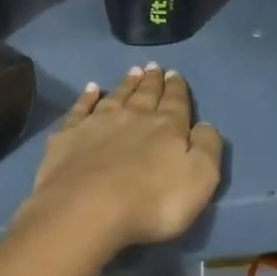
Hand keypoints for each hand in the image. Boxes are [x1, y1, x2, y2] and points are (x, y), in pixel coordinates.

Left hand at [14, 64, 223, 259]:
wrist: (87, 208)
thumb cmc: (151, 202)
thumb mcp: (199, 180)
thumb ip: (207, 148)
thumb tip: (205, 125)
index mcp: (166, 128)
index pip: (175, 103)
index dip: (177, 89)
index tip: (175, 74)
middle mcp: (133, 117)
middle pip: (146, 95)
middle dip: (153, 81)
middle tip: (155, 67)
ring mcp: (98, 123)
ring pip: (116, 96)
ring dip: (127, 84)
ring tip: (133, 71)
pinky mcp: (69, 134)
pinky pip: (81, 108)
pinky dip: (87, 97)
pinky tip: (91, 88)